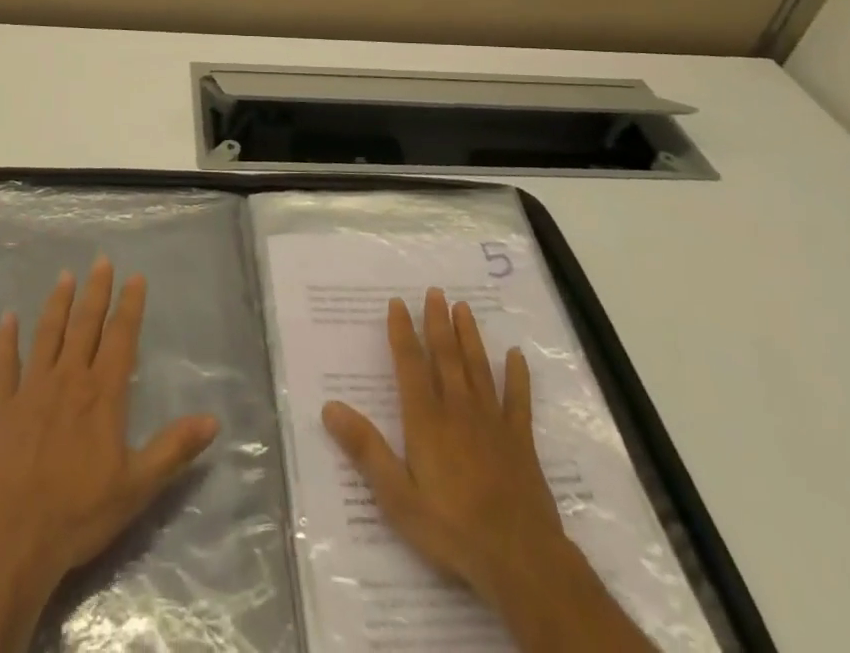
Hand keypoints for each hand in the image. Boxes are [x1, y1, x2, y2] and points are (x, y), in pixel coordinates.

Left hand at [0, 258, 219, 652]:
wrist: (10, 541)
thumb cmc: (78, 514)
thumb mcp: (137, 486)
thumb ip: (173, 448)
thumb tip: (213, 420)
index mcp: (102, 394)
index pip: (121, 338)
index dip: (130, 306)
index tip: (135, 277)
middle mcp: (68, 380)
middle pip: (85, 325)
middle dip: (96, 291)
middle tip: (101, 260)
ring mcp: (31, 391)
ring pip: (47, 335)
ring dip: (57, 304)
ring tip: (65, 276)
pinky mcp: (0, 409)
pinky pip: (3, 366)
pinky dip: (5, 340)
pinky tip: (7, 318)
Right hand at [322, 289, 650, 652]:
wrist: (519, 557)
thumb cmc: (451, 528)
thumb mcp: (397, 496)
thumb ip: (365, 449)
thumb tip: (329, 407)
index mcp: (426, 419)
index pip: (410, 364)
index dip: (402, 332)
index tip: (397, 303)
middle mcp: (458, 409)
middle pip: (446, 356)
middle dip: (438, 322)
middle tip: (435, 292)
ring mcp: (492, 421)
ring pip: (478, 368)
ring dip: (469, 336)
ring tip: (463, 308)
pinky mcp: (520, 440)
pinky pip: (518, 400)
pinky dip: (517, 376)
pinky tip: (516, 355)